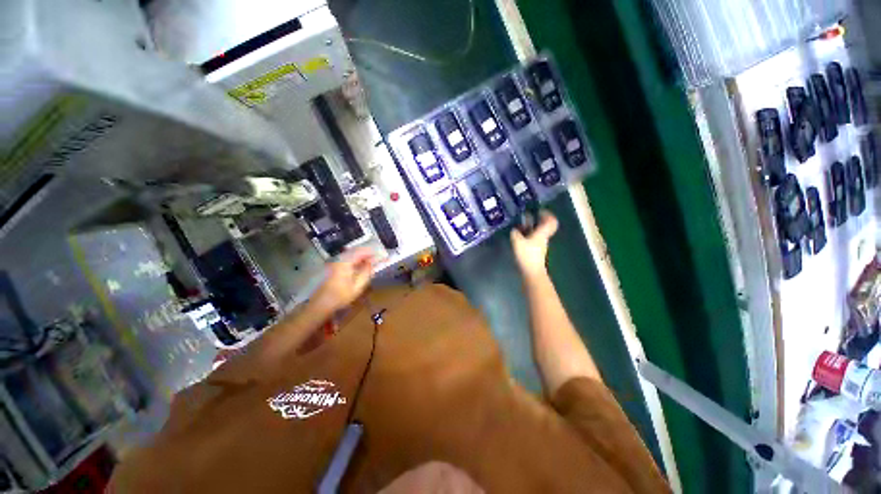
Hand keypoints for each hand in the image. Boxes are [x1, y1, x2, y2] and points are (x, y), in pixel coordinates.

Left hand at [313, 247, 375, 311]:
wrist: (321, 304)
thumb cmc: (341, 296)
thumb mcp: (358, 286)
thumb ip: (366, 272)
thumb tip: (371, 263)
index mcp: (345, 262)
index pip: (360, 251)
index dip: (370, 251)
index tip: (379, 254)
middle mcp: (339, 259)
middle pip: (354, 251)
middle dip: (366, 253)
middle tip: (375, 257)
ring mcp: (334, 263)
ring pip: (350, 255)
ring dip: (360, 256)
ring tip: (369, 261)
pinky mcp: (332, 268)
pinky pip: (346, 259)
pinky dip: (354, 260)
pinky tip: (359, 266)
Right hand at [511, 211, 557, 278]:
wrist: (532, 272)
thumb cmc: (527, 255)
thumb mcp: (517, 241)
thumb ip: (515, 233)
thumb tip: (514, 229)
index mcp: (542, 233)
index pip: (551, 221)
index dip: (547, 214)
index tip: (538, 210)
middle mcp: (543, 237)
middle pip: (544, 226)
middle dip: (536, 220)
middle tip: (526, 217)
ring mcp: (540, 245)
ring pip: (538, 232)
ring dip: (530, 228)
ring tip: (519, 226)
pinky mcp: (535, 251)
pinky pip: (533, 239)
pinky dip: (527, 235)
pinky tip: (519, 237)